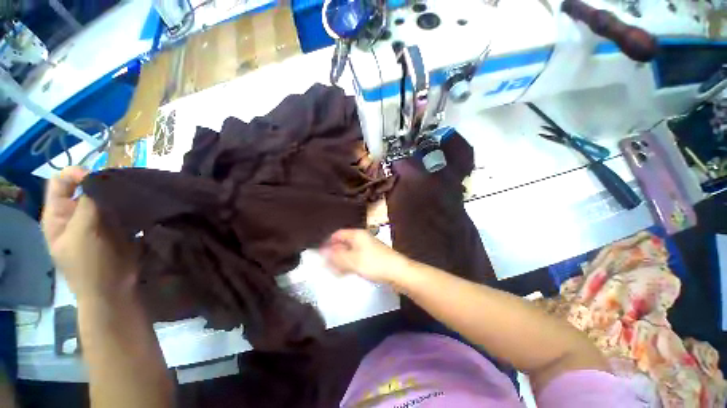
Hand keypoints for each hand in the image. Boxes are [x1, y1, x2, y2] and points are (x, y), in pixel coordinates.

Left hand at [42, 167, 137, 299]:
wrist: (114, 289)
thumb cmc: (89, 264)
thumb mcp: (82, 232)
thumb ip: (89, 203)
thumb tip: (103, 177)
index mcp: (59, 215)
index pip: (61, 182)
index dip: (77, 174)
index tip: (99, 177)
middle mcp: (76, 215)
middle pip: (87, 189)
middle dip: (104, 184)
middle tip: (123, 184)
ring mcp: (98, 222)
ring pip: (108, 199)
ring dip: (120, 195)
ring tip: (136, 194)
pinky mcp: (119, 227)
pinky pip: (124, 210)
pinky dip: (132, 205)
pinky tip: (142, 205)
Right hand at [320, 229, 408, 284]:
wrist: (398, 272)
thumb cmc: (374, 263)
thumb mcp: (352, 260)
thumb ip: (336, 256)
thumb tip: (322, 252)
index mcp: (357, 235)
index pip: (338, 234)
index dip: (328, 243)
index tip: (320, 255)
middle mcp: (362, 238)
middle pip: (343, 243)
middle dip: (334, 254)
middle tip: (326, 266)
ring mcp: (368, 247)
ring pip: (350, 252)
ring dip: (341, 261)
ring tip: (334, 271)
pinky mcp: (372, 256)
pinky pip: (357, 258)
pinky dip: (350, 264)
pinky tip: (346, 273)